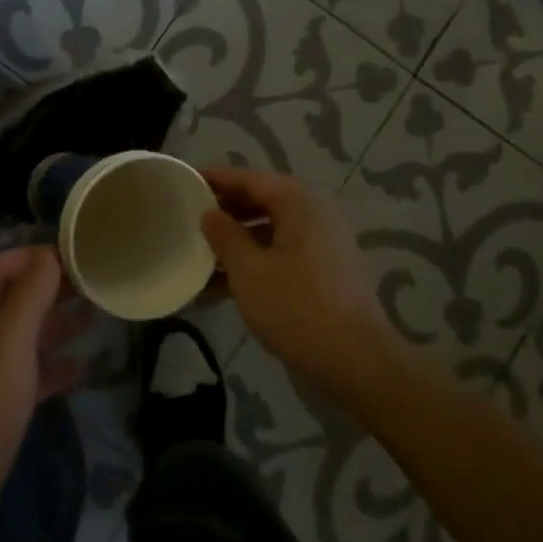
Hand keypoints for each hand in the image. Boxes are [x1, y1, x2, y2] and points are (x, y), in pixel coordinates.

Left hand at [0, 245, 92, 541]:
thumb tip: (47, 256)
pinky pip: (21, 376)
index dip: (30, 258)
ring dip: (52, 327)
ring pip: (17, 339)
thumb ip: (30, 296)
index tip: (70, 255)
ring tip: (94, 318)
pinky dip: (48, 368)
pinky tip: (80, 368)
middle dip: (47, 292)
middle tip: (90, 285)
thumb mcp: (9, 344)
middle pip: (7, 303)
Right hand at [199, 166, 396, 405]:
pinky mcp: (325, 273)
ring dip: (236, 242)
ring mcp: (323, 244)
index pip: (249, 178)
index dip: (216, 178)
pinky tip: (222, 286)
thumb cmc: (296, 307)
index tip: (185, 180)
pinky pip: (282, 255)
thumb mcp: (248, 270)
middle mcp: (314, 214)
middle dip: (224, 211)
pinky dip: (255, 262)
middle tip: (187, 217)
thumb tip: (209, 213)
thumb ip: (224, 235)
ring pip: (270, 231)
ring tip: (199, 254)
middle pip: (261, 201)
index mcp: (297, 202)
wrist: (358, 362)